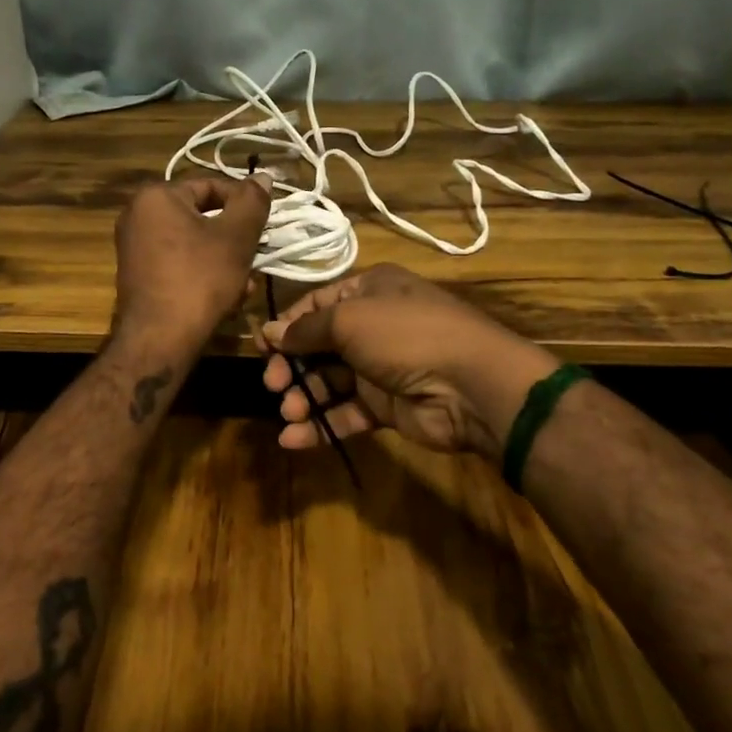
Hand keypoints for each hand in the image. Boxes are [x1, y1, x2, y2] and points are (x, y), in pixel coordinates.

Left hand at [114, 176, 270, 354]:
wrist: (159, 339)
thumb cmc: (200, 279)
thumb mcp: (236, 237)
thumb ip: (252, 202)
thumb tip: (262, 175)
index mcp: (156, 196)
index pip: (211, 186)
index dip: (244, 204)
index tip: (265, 226)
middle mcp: (138, 215)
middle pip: (202, 218)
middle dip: (234, 240)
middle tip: (255, 259)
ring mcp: (134, 247)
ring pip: (194, 244)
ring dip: (224, 262)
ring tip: (244, 286)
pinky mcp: (138, 275)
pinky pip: (179, 264)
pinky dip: (202, 275)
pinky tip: (224, 299)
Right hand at [261, 264, 556, 458]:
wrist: (469, 384)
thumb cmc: (404, 335)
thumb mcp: (349, 319)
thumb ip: (307, 329)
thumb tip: (271, 332)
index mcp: (369, 291)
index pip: (316, 304)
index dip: (287, 325)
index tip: (261, 348)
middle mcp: (373, 325)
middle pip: (319, 345)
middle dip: (293, 365)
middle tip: (274, 385)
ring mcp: (381, 368)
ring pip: (330, 381)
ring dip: (304, 397)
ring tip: (288, 413)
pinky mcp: (386, 406)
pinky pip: (346, 412)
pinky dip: (321, 424)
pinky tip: (295, 439)